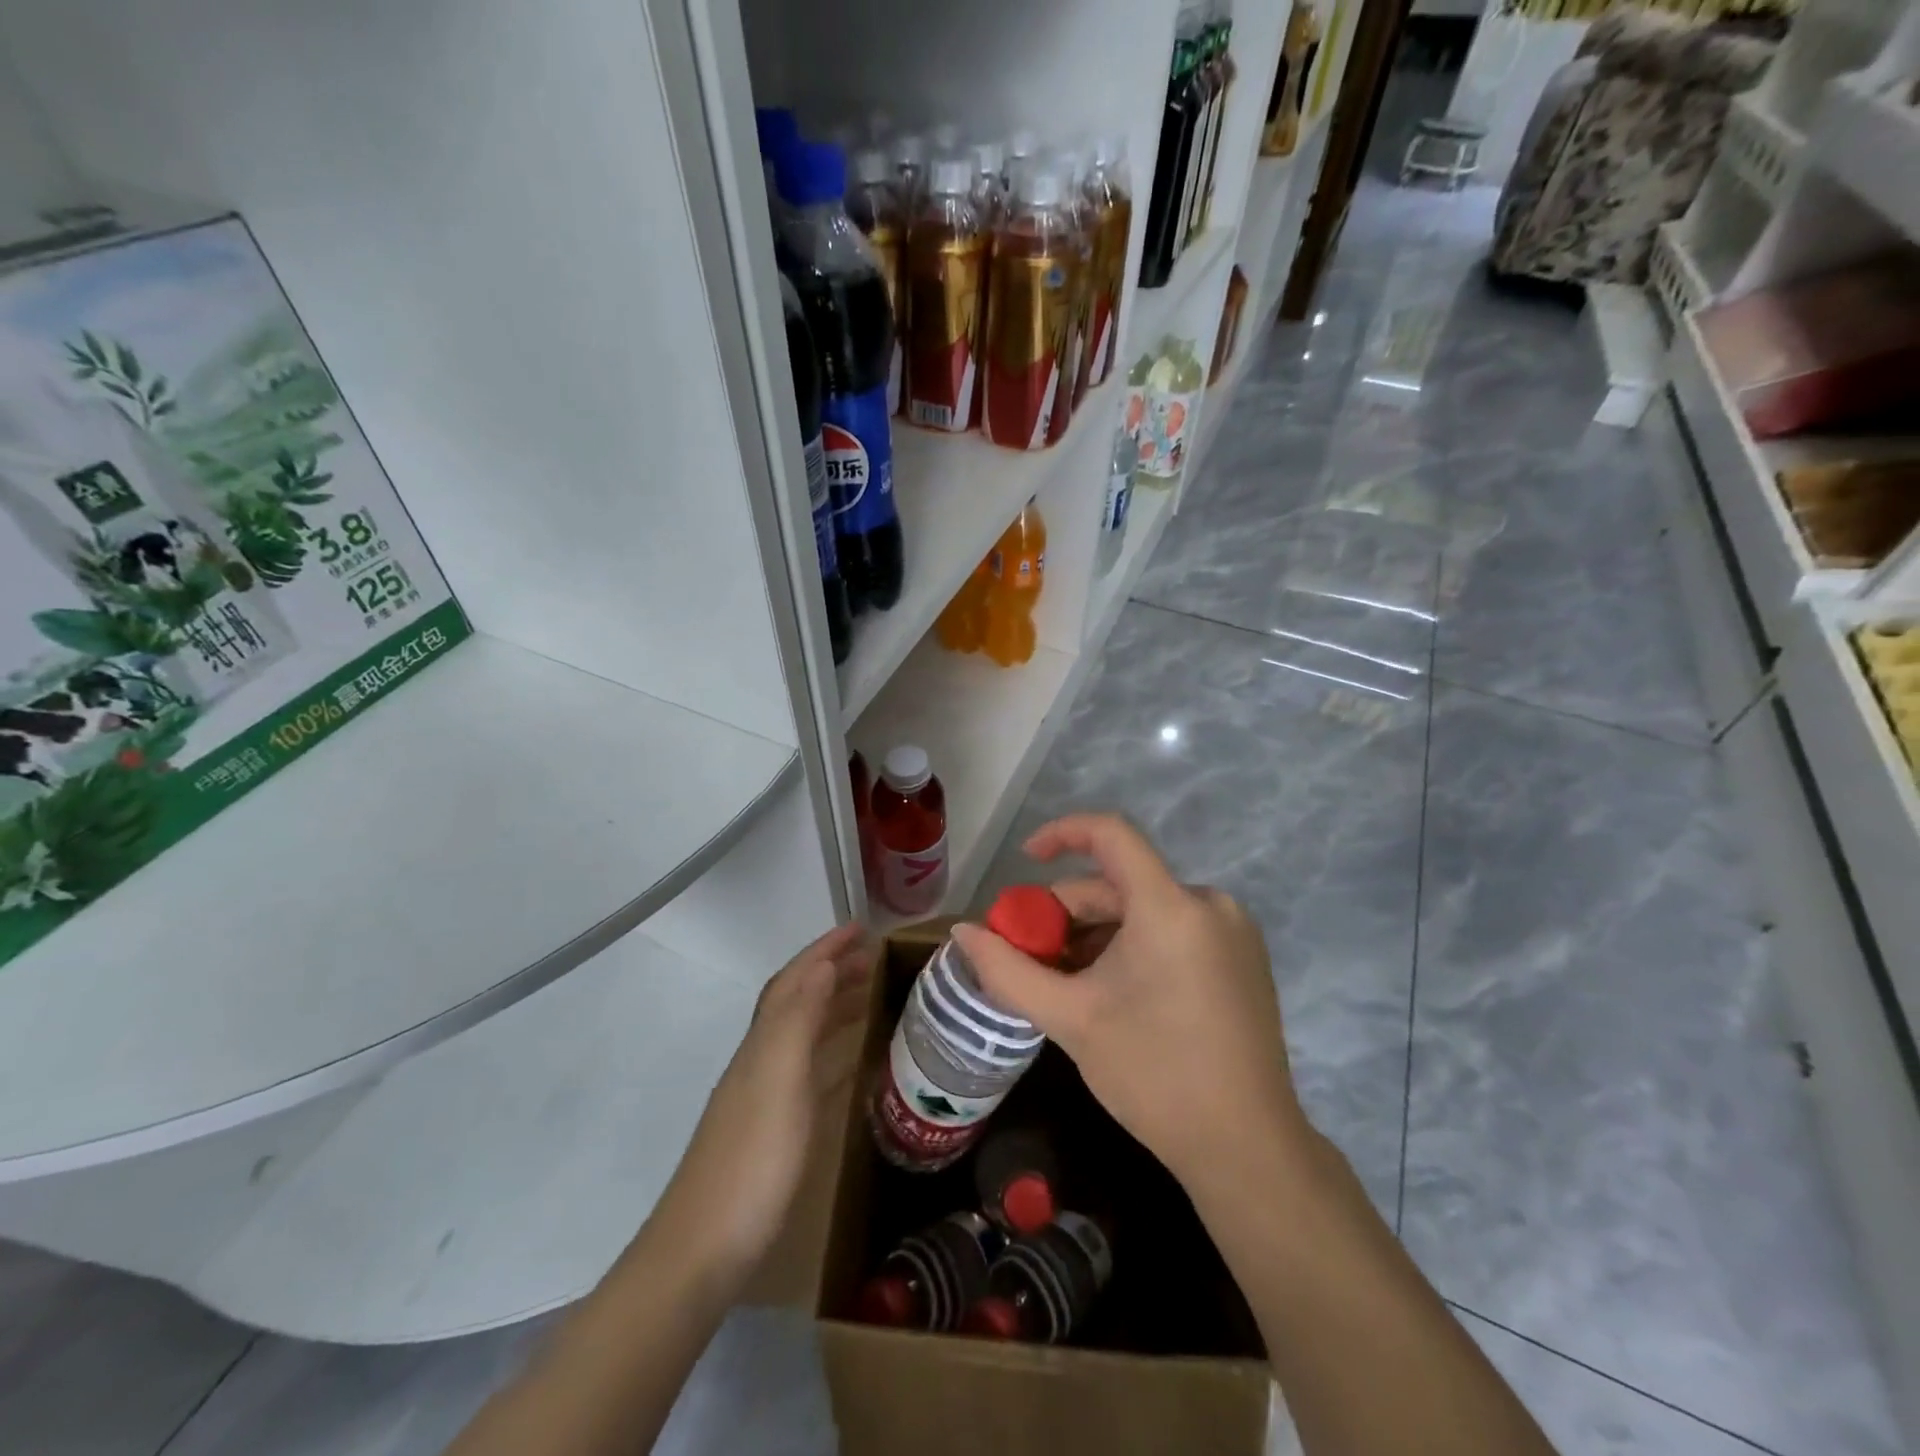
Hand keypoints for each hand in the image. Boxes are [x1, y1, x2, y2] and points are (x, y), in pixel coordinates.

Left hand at [653, 923, 871, 1282]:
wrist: (704, 1251)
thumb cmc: (751, 1161)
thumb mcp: (779, 1082)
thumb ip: (799, 1021)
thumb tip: (822, 965)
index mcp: (764, 1043)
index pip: (796, 980)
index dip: (825, 950)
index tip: (861, 927)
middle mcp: (762, 1059)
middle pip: (799, 1000)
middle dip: (833, 971)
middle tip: (875, 957)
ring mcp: (767, 1095)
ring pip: (805, 1033)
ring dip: (834, 1006)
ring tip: (871, 995)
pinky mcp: (776, 1128)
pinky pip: (811, 1072)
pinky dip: (833, 1052)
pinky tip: (853, 1063)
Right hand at [951, 814, 1307, 1189]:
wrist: (1246, 1149)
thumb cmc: (1153, 1075)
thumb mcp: (1070, 1019)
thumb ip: (1008, 970)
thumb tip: (962, 932)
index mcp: (1170, 907)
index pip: (1111, 834)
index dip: (1062, 833)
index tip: (1026, 860)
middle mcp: (1208, 904)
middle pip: (1121, 884)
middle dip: (1069, 913)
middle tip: (1032, 955)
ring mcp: (1232, 932)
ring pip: (1144, 911)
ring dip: (1097, 936)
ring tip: (1066, 982)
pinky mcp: (1241, 959)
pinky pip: (1173, 931)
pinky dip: (1133, 947)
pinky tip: (1110, 991)